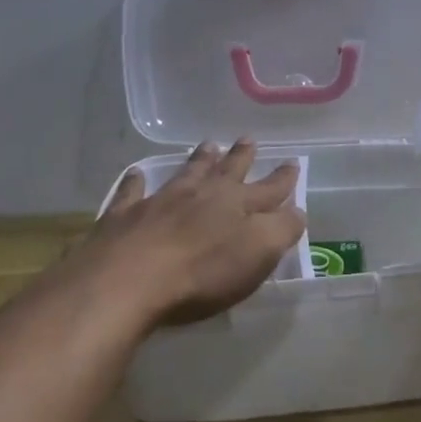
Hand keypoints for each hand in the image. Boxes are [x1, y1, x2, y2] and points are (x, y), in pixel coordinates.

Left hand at [80, 140, 304, 326]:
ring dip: (199, 160)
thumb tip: (296, 211)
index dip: (283, 179)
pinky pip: (132, 192)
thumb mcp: (258, 253)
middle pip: (226, 171)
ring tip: (208, 146)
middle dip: (241, 157)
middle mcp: (201, 195)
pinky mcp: (124, 217)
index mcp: (238, 205)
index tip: (293, 163)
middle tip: (248, 140)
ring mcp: (160, 202)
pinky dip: (136, 183)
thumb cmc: (202, 272)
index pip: (269, 189)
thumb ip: (282, 230)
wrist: (127, 281)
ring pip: (186, 174)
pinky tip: (136, 175)